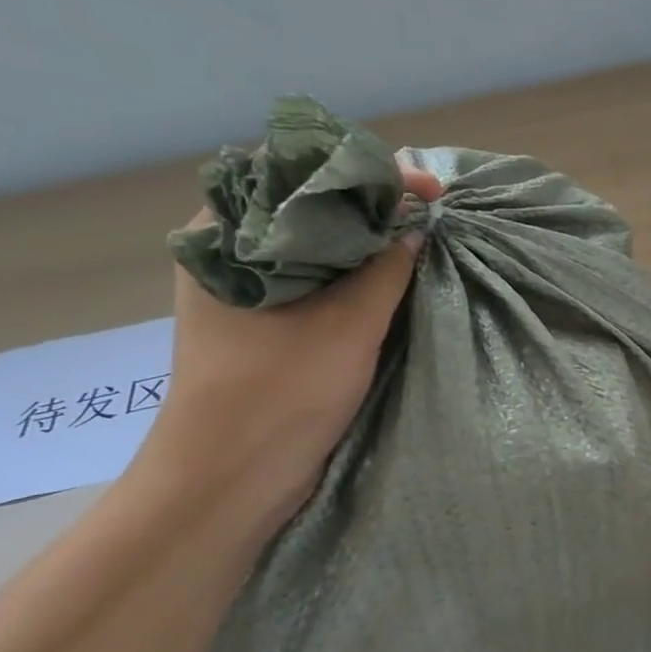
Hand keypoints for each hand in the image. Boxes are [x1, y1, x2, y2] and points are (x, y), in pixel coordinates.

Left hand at [136, 159, 442, 526]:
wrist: (231, 480)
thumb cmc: (280, 393)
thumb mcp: (348, 324)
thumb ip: (387, 268)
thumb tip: (417, 224)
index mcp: (224, 234)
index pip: (298, 173)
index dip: (366, 171)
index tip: (424, 187)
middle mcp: (227, 251)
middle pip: (305, 204)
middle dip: (370, 200)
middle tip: (426, 207)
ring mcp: (244, 287)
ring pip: (313, 243)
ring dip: (364, 237)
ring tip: (417, 232)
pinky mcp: (263, 320)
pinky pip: (314, 276)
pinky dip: (353, 269)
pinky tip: (389, 272)